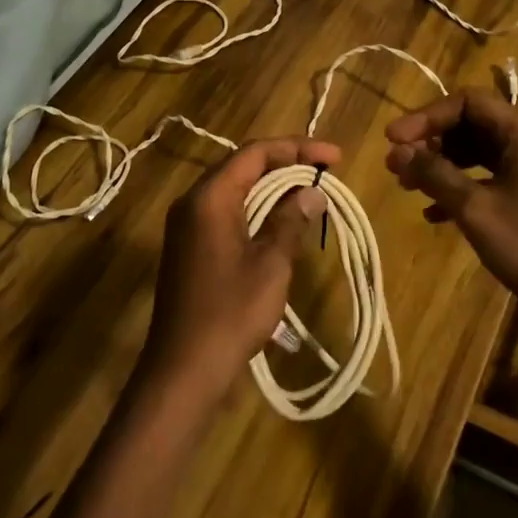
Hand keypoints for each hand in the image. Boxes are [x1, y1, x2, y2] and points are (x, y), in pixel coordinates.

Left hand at [140, 137, 338, 410]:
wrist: (183, 369)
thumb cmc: (230, 312)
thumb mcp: (271, 264)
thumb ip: (290, 220)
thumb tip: (312, 192)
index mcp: (210, 197)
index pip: (256, 153)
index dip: (298, 148)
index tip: (335, 158)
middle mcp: (193, 202)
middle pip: (244, 166)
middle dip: (287, 165)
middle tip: (326, 173)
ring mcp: (187, 225)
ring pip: (236, 190)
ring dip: (273, 188)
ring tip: (311, 193)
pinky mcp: (190, 247)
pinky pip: (227, 212)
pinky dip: (257, 209)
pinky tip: (282, 222)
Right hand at [385, 90, 517, 328]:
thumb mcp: (474, 207)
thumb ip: (434, 173)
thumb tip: (396, 151)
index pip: (468, 102)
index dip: (427, 116)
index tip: (393, 139)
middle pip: (471, 123)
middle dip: (431, 141)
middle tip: (397, 162)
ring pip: (477, 152)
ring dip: (441, 164)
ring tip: (407, 185)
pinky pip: (487, 177)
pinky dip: (459, 187)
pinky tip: (432, 213)